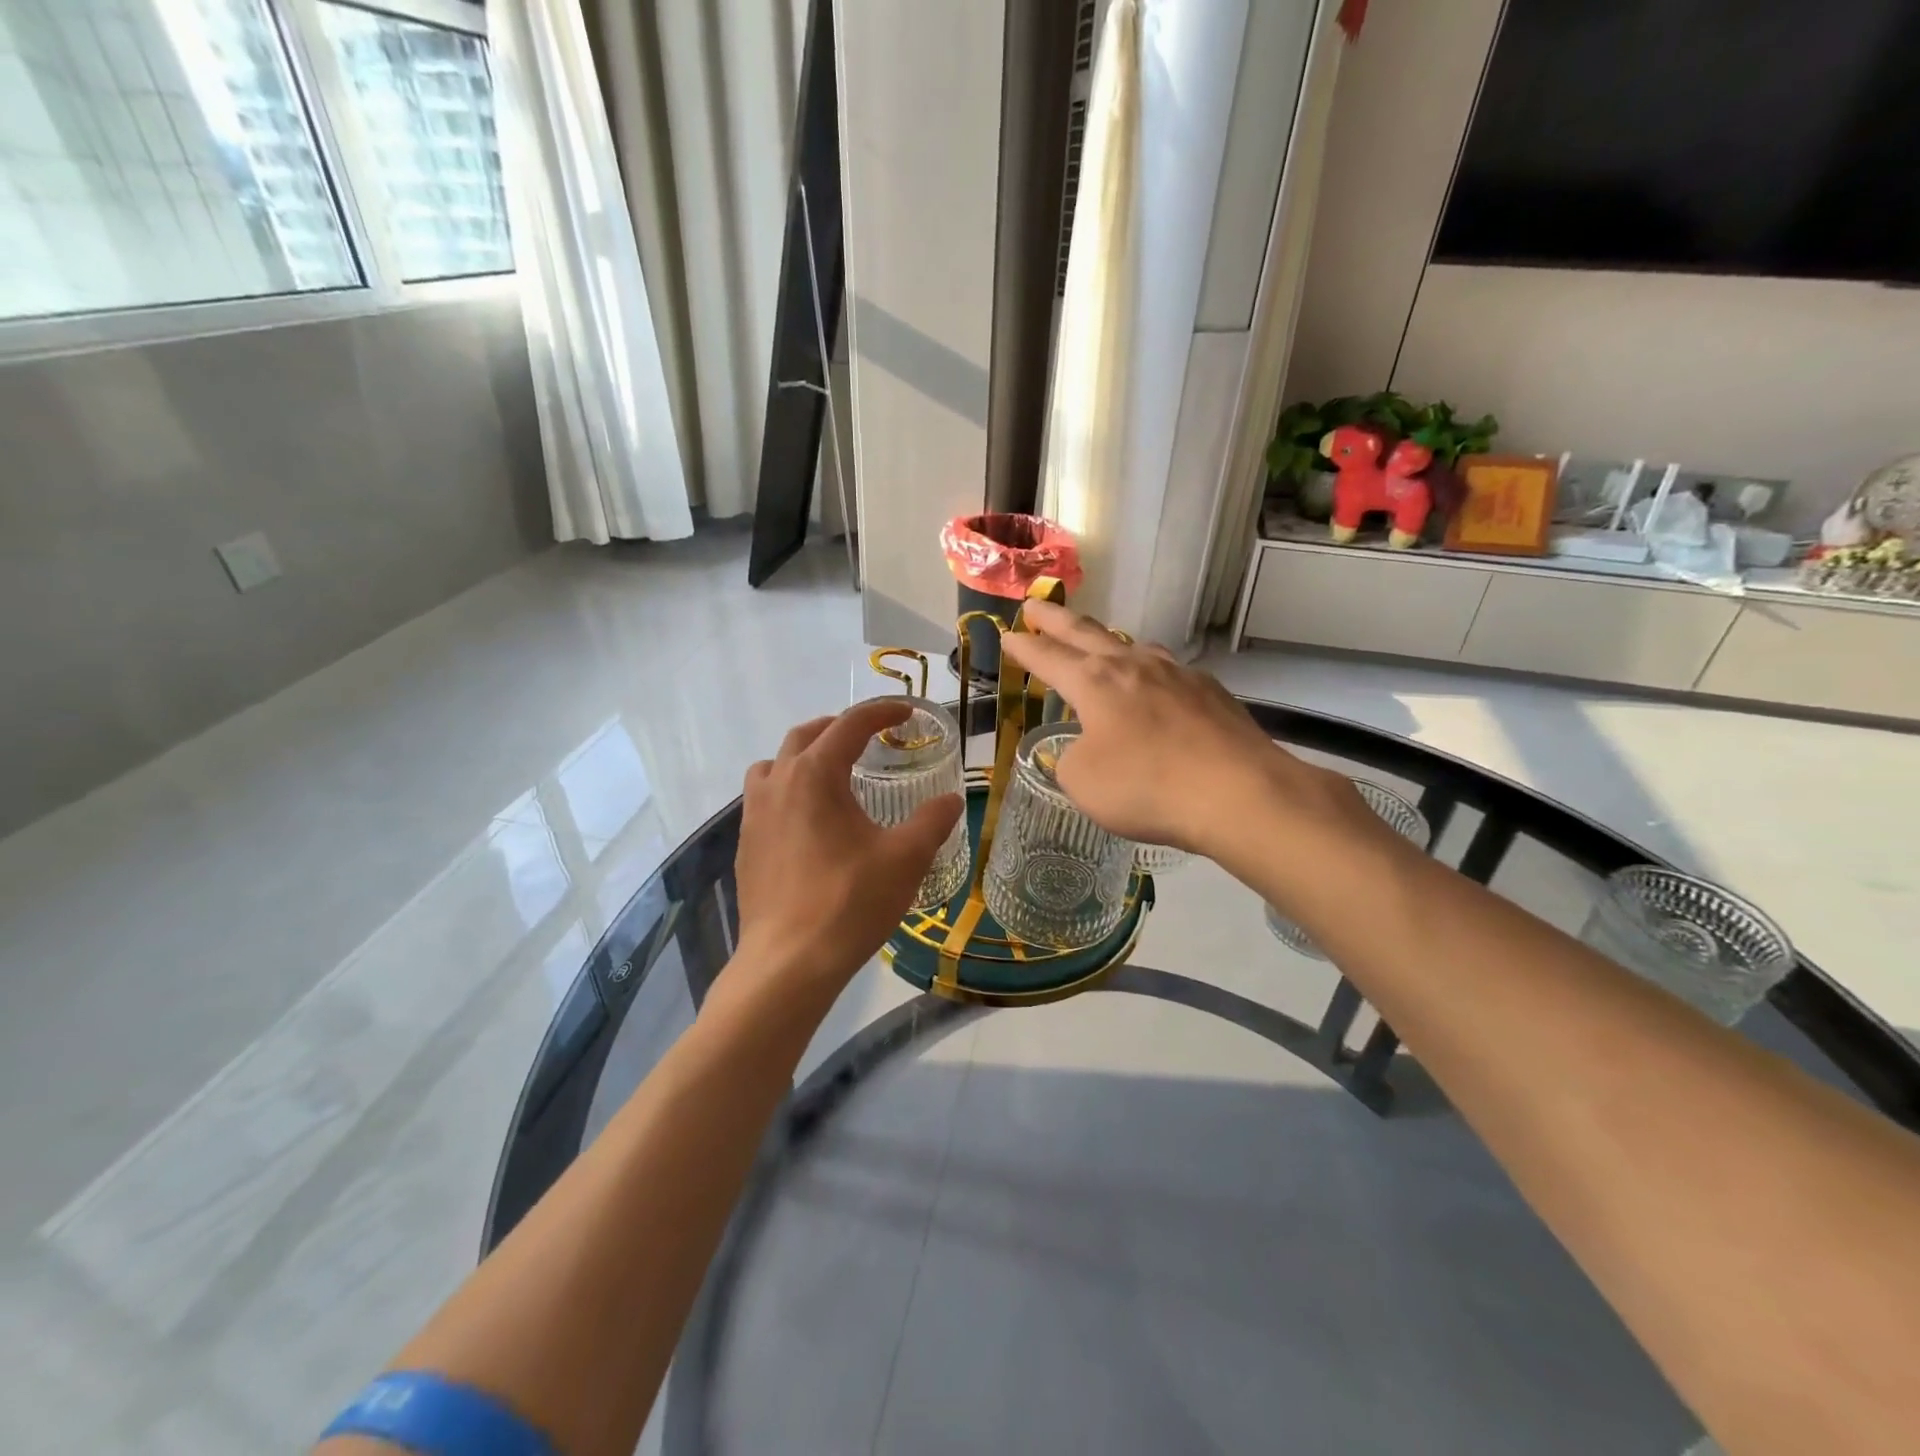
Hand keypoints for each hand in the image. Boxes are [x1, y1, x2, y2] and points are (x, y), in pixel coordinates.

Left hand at [725, 700, 963, 1009]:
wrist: (788, 963)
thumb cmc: (849, 902)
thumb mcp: (905, 858)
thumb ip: (932, 821)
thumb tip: (950, 800)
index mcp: (815, 775)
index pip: (850, 725)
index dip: (881, 712)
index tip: (907, 712)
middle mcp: (777, 783)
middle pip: (806, 736)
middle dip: (839, 728)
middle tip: (869, 738)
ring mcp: (753, 815)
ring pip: (775, 765)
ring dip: (804, 757)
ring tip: (832, 774)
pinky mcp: (746, 846)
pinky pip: (764, 799)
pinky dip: (788, 790)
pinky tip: (811, 823)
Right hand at [999, 601, 1358, 858]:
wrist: (1238, 792)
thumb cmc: (1146, 786)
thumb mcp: (1082, 782)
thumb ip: (1071, 759)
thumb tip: (1084, 747)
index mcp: (1094, 682)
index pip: (1047, 658)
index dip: (1023, 648)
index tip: (1007, 635)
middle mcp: (1133, 665)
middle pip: (1085, 633)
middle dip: (1055, 620)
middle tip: (1034, 605)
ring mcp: (1177, 674)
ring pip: (1133, 647)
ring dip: (1108, 643)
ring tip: (1100, 646)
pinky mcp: (1210, 691)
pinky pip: (1169, 674)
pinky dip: (1151, 676)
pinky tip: (1158, 691)